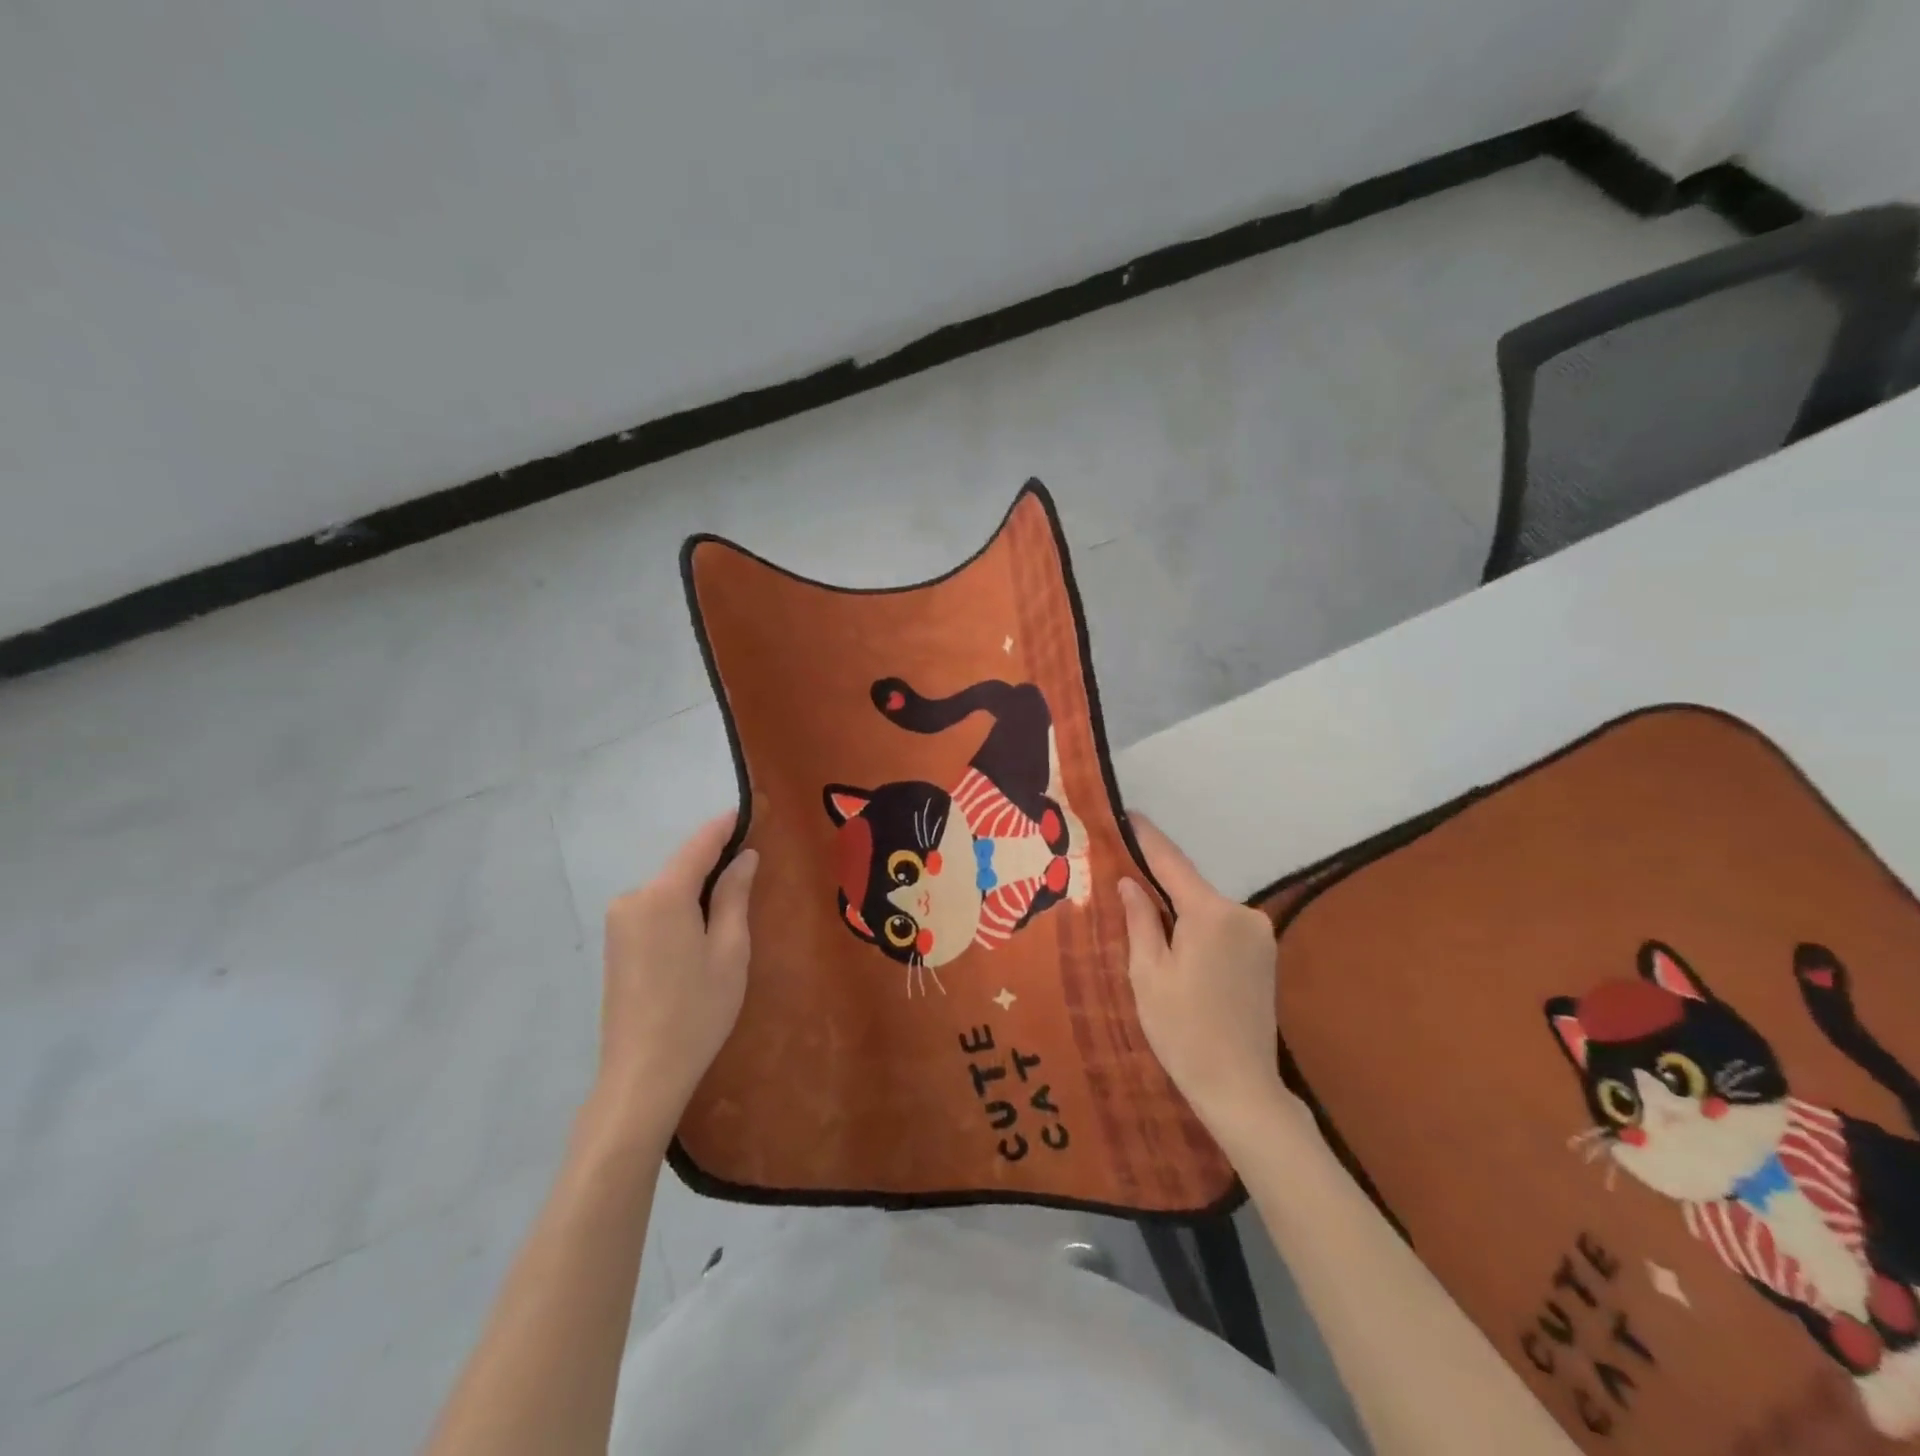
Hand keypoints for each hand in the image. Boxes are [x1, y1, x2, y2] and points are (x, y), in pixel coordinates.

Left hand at [591, 813, 757, 1143]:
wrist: (641, 1074)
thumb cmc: (697, 1011)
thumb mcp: (730, 951)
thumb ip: (734, 896)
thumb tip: (744, 857)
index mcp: (663, 896)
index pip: (699, 845)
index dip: (726, 826)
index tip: (750, 810)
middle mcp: (633, 898)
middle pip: (682, 868)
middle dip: (715, 862)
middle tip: (753, 863)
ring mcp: (618, 922)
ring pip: (669, 889)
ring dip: (698, 889)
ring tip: (734, 903)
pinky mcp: (615, 943)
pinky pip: (655, 909)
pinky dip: (681, 908)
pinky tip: (701, 930)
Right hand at [1117, 814, 1295, 1146]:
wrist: (1242, 1089)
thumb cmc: (1183, 1032)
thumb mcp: (1147, 974)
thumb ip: (1139, 920)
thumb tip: (1130, 881)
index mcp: (1210, 914)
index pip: (1171, 862)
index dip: (1146, 837)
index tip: (1127, 813)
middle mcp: (1242, 913)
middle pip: (1189, 886)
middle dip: (1156, 880)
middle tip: (1120, 875)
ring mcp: (1258, 933)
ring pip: (1205, 906)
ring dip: (1177, 907)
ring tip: (1141, 915)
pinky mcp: (1264, 953)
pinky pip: (1220, 924)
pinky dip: (1196, 924)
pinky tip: (1175, 942)